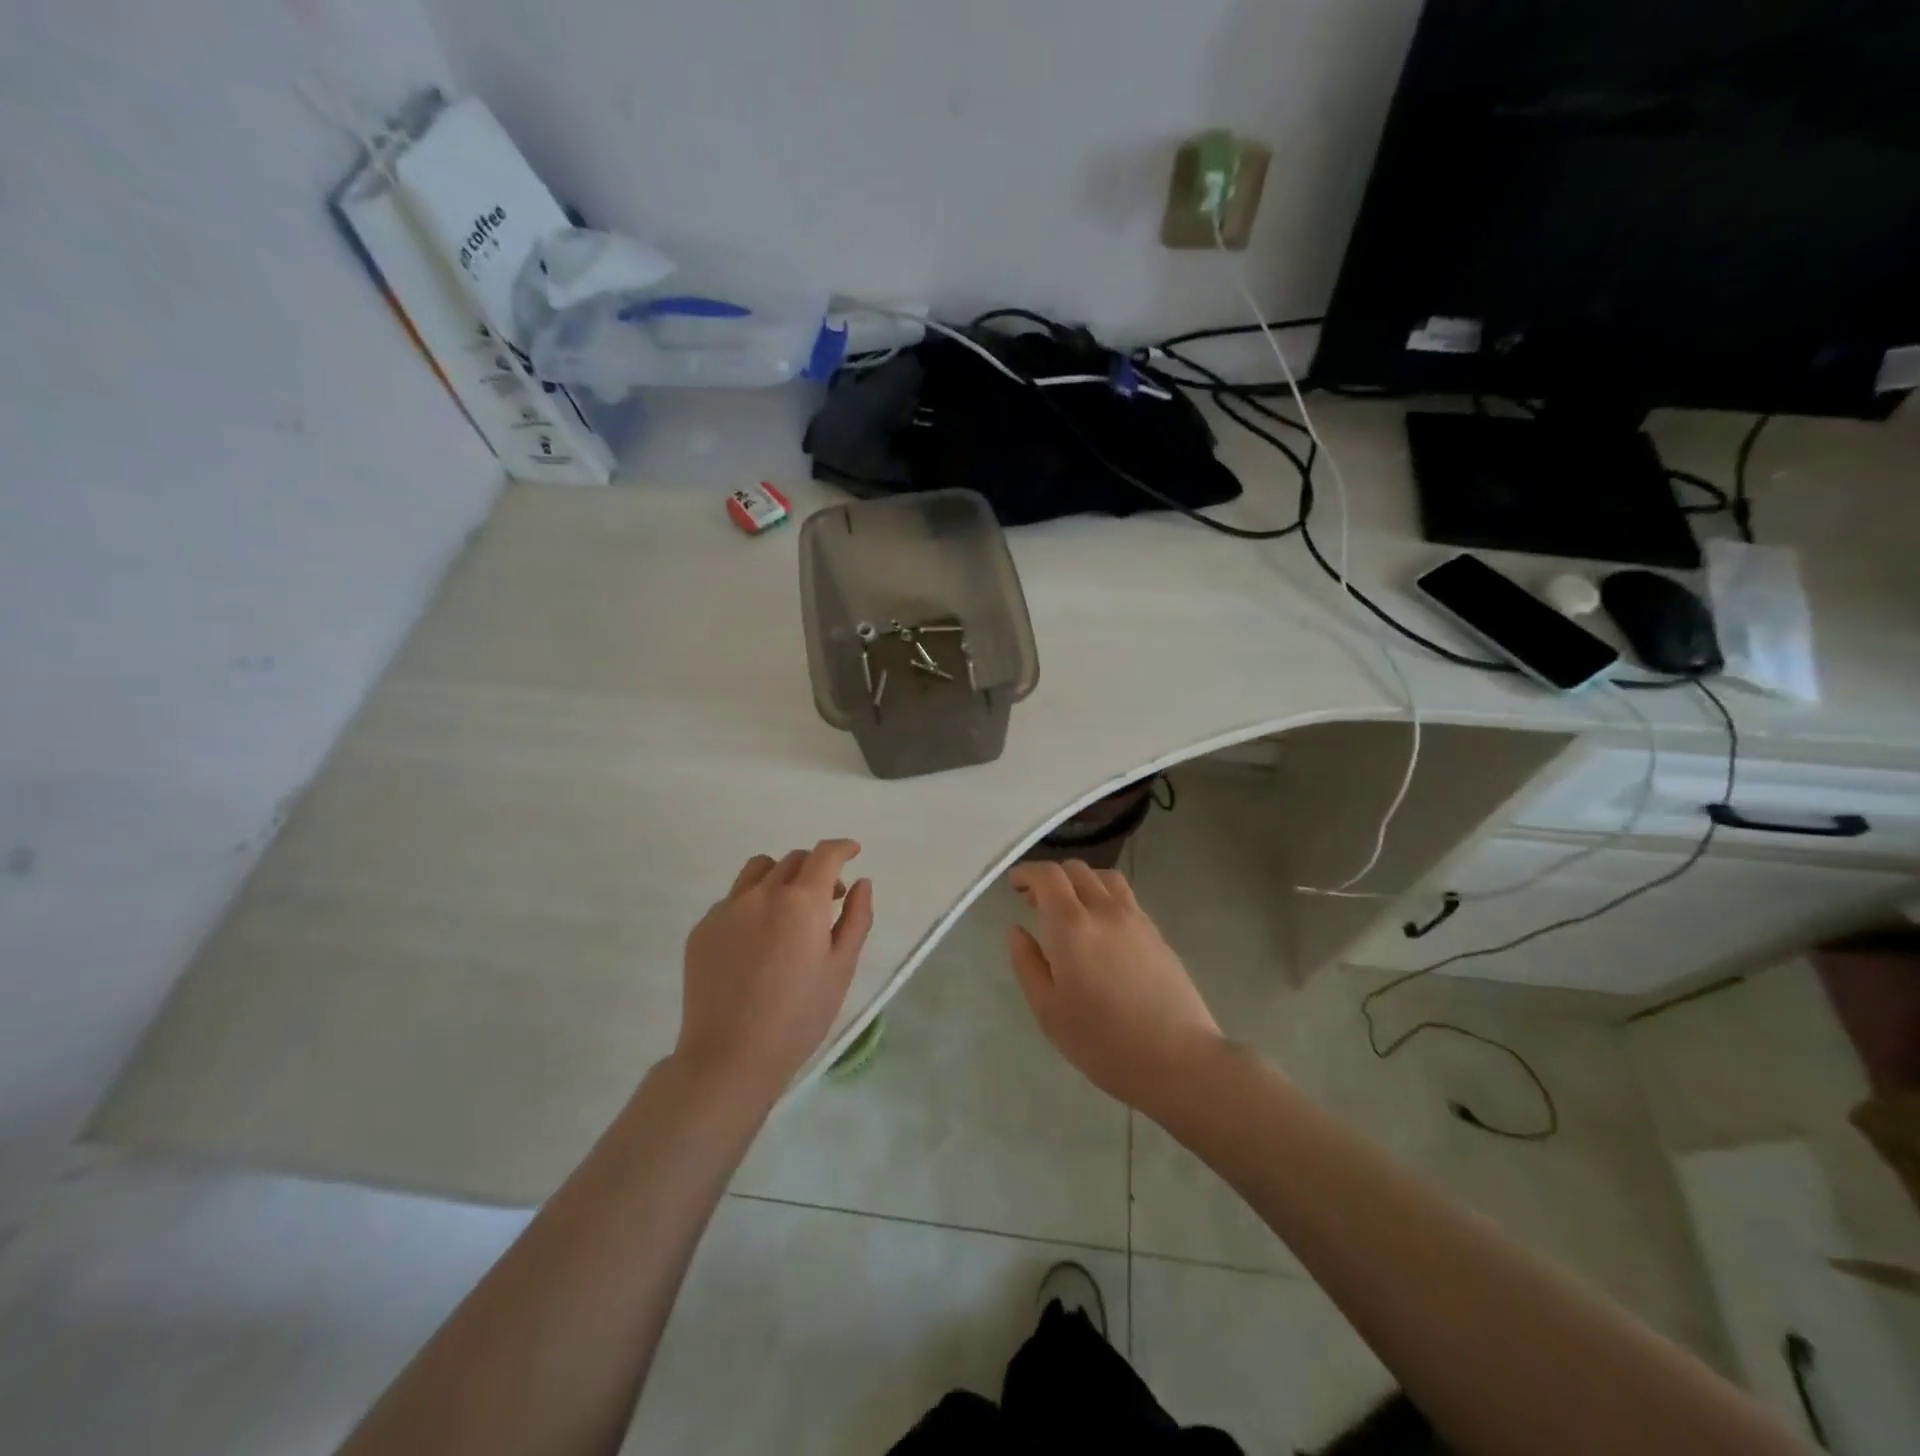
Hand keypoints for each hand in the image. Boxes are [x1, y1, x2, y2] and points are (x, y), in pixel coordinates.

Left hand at [677, 840, 873, 1100]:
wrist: (730, 1057)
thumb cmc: (799, 1016)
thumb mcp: (841, 968)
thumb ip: (856, 918)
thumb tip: (861, 883)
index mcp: (801, 901)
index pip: (824, 855)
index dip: (842, 848)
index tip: (852, 852)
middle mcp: (762, 894)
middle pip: (792, 860)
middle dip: (815, 868)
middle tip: (828, 898)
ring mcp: (727, 909)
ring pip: (758, 870)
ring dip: (780, 877)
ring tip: (788, 909)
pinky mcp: (702, 929)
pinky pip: (733, 899)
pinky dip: (752, 903)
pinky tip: (757, 941)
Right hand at [1007, 860, 1224, 1117]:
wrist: (1178, 1060)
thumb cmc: (1103, 1042)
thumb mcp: (1048, 1010)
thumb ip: (1027, 963)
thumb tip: (1017, 930)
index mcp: (1071, 926)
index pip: (1047, 876)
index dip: (1027, 872)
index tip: (1014, 884)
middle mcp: (1104, 910)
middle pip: (1076, 870)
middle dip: (1051, 878)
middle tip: (1035, 902)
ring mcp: (1136, 919)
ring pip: (1105, 878)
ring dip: (1081, 881)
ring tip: (1071, 908)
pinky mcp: (1156, 933)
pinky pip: (1125, 897)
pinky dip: (1105, 896)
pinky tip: (1101, 928)